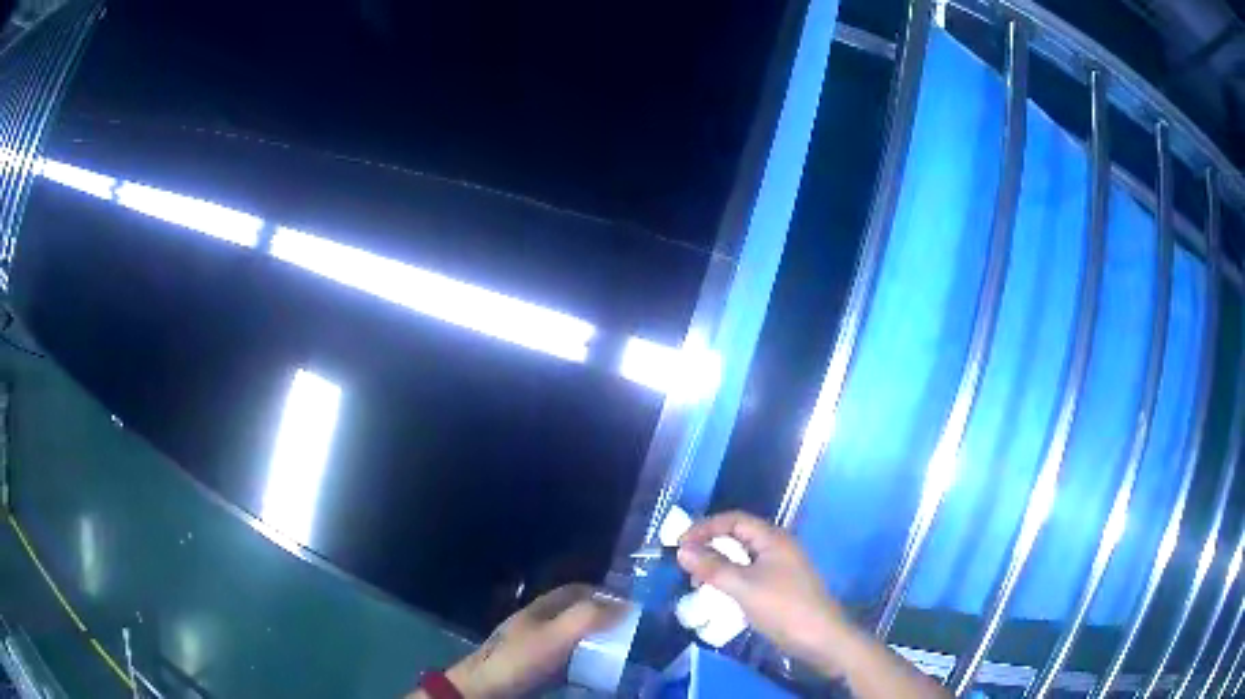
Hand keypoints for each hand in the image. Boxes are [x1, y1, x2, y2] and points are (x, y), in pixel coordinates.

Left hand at [418, 584, 626, 698]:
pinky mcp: (539, 667)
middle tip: (636, 633)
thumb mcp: (554, 635)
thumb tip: (628, 606)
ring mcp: (539, 645)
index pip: (580, 590)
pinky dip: (588, 662)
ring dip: (599, 642)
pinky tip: (601, 672)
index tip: (635, 607)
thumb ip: (587, 617)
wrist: (487, 688)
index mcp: (543, 607)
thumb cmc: (520, 658)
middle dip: (607, 620)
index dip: (606, 594)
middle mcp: (542, 622)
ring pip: (576, 637)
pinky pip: (571, 659)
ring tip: (626, 653)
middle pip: (579, 614)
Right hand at [676, 511, 850, 676]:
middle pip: (738, 536)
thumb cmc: (784, 608)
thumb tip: (682, 550)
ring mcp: (781, 567)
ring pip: (742, 556)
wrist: (821, 638)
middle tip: (685, 563)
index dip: (705, 527)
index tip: (679, 544)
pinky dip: (730, 578)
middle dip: (709, 545)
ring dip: (718, 563)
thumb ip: (713, 567)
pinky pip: (749, 573)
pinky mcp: (780, 586)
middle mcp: (778, 547)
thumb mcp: (744, 587)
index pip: (734, 520)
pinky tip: (719, 593)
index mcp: (773, 539)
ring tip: (697, 581)